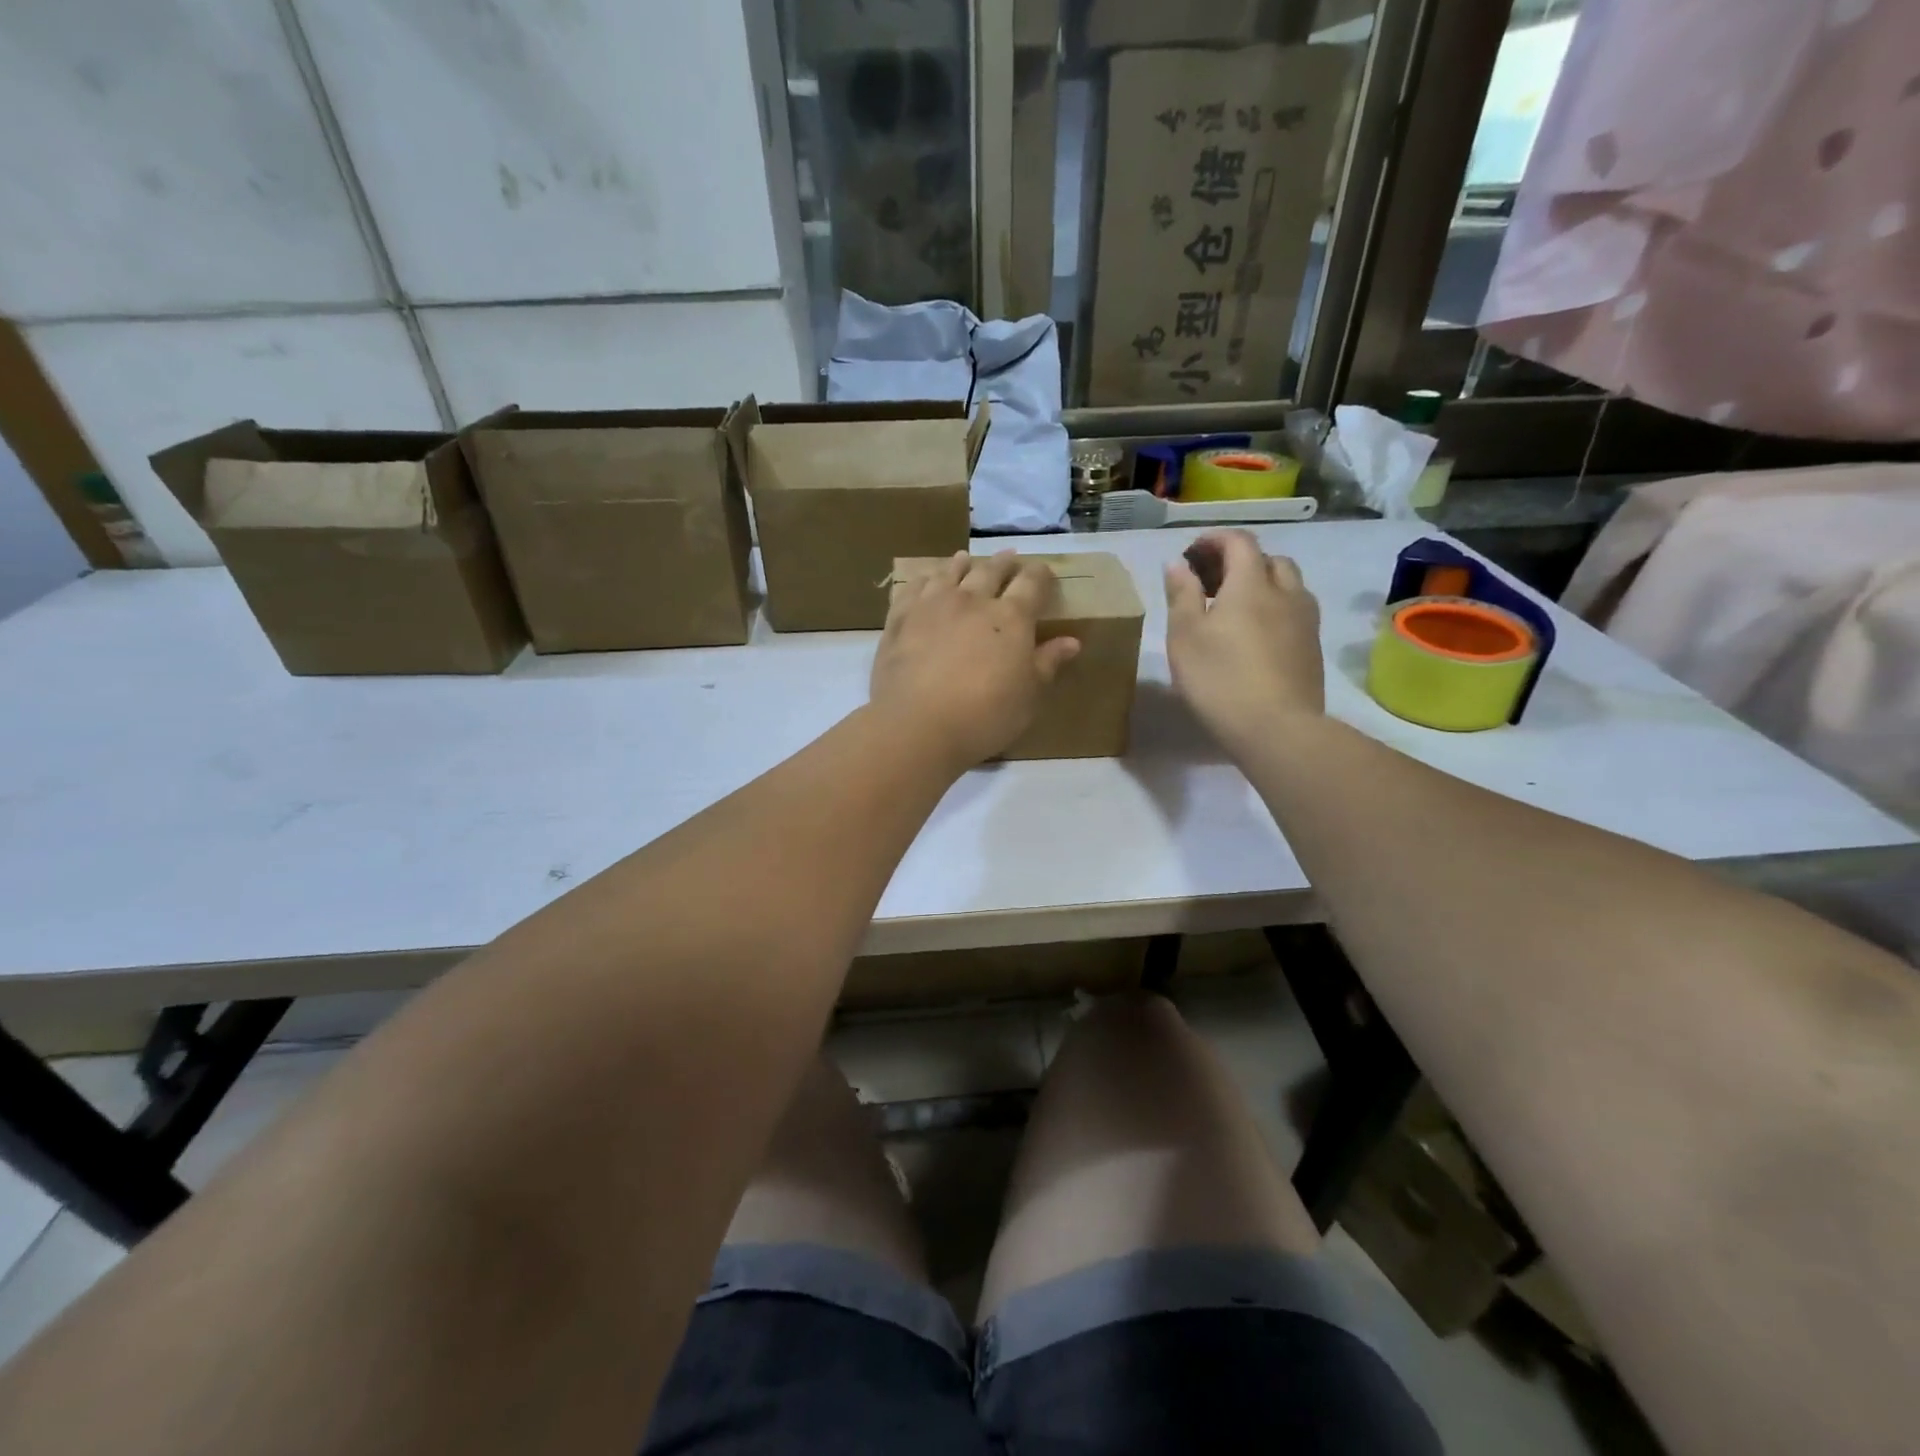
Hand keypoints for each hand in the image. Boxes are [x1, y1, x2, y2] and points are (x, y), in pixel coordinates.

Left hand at [871, 551, 1079, 770]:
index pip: (1031, 583)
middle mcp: (973, 600)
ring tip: (966, 559)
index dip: (1040, 575)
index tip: (1044, 574)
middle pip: (991, 571)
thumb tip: (1071, 641)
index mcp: (1011, 617)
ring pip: (950, 572)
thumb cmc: (984, 716)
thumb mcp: (1028, 697)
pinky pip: (913, 587)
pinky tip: (925, 581)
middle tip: (1009, 560)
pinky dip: (924, 579)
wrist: (917, 724)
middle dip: (1004, 564)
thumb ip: (1047, 664)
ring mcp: (932, 604)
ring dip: (962, 564)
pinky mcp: (900, 618)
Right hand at [1164, 530, 1324, 754]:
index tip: (1193, 552)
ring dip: (1262, 585)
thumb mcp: (1184, 637)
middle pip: (1268, 560)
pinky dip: (1274, 610)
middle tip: (1212, 582)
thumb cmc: (1219, 679)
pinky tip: (1256, 636)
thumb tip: (1179, 564)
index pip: (1239, 542)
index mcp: (1251, 584)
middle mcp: (1286, 592)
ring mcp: (1306, 621)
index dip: (1215, 540)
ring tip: (1235, 609)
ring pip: (1288, 586)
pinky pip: (1295, 613)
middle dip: (1240, 561)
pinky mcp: (1313, 648)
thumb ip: (1182, 595)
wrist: (1278, 729)